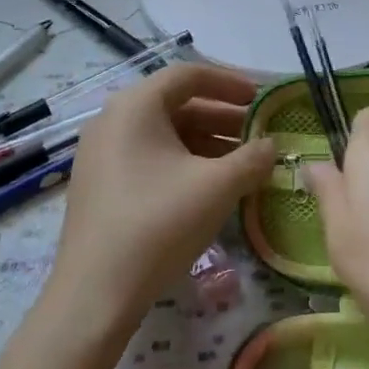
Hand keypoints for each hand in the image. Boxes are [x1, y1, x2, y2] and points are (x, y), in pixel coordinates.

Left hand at [46, 63, 276, 329]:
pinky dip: (182, 161)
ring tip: (241, 164)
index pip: (189, 74)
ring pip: (163, 133)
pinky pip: (148, 156)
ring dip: (205, 142)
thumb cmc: (158, 224)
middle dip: (222, 117)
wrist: (95, 294)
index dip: (230, 82)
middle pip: (176, 104)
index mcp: (136, 106)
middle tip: (257, 135)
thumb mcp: (217, 187)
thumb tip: (272, 146)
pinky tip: (208, 187)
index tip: (261, 99)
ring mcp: (101, 153)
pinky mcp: (100, 183)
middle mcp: (113, 119)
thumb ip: (253, 158)